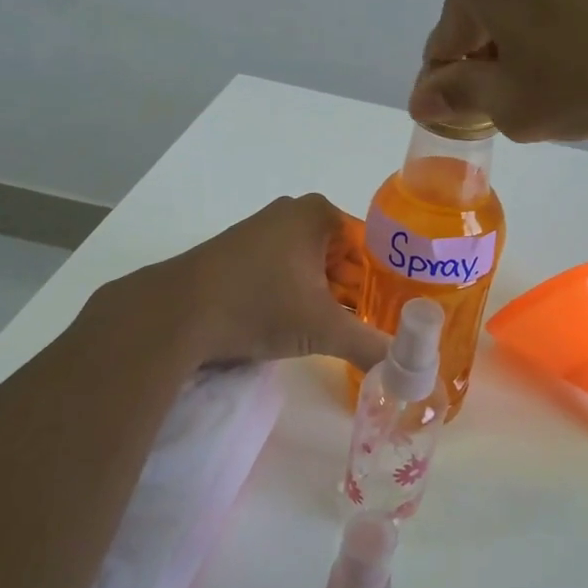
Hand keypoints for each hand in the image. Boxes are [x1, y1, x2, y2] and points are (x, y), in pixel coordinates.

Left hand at [140, 194, 389, 372]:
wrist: (176, 313)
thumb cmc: (259, 305)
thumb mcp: (323, 329)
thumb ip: (370, 347)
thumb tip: (410, 373)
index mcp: (318, 214)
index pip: (371, 246)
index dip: (387, 282)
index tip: (397, 315)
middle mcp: (292, 214)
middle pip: (343, 257)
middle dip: (358, 294)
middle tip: (374, 330)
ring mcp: (262, 232)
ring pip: (313, 268)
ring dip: (328, 299)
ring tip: (344, 334)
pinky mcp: (240, 255)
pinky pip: (285, 273)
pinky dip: (298, 298)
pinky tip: (302, 329)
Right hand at [409, 0, 587, 146]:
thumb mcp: (513, 103)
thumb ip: (458, 97)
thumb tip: (425, 95)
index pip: (444, 42)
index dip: (452, 88)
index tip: (469, 122)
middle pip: (485, 14)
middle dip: (494, 59)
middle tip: (526, 105)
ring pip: (529, 1)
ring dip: (533, 43)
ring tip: (571, 85)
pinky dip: (572, 26)